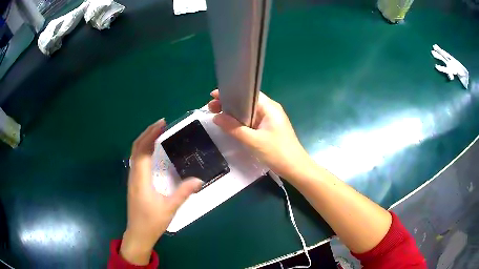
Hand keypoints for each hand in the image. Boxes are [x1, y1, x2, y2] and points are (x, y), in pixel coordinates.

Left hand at [120, 119, 202, 264]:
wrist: (138, 233)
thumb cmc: (152, 222)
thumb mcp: (169, 208)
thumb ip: (183, 193)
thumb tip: (199, 180)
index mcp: (141, 179)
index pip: (143, 151)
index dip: (151, 135)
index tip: (162, 124)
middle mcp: (134, 175)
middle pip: (136, 148)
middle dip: (147, 133)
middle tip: (161, 123)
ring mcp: (132, 178)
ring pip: (134, 153)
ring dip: (144, 139)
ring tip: (157, 132)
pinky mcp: (134, 182)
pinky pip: (136, 159)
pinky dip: (143, 149)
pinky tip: (151, 149)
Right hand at [208, 90, 315, 181]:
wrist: (296, 169)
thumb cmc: (278, 153)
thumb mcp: (253, 141)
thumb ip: (234, 128)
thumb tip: (216, 117)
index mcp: (269, 107)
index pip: (247, 94)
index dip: (231, 93)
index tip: (213, 96)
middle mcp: (270, 110)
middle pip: (246, 102)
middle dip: (229, 104)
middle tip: (211, 108)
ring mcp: (269, 120)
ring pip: (248, 112)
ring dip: (233, 114)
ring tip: (216, 116)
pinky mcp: (268, 129)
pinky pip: (251, 122)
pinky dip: (240, 122)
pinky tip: (230, 125)